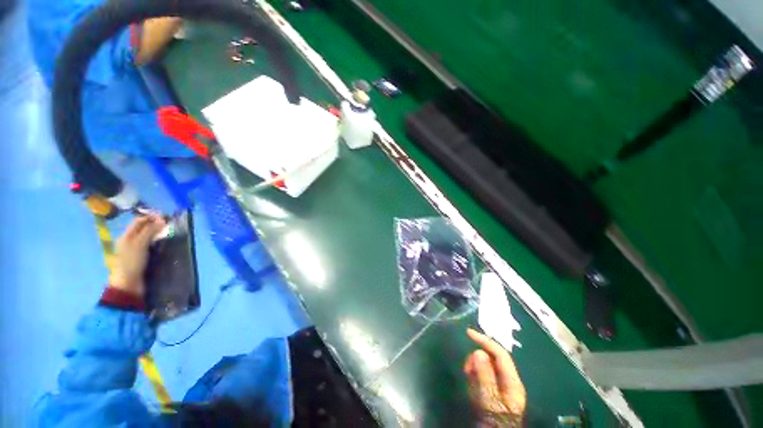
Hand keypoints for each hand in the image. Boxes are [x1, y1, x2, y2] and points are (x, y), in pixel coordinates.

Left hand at [109, 214, 166, 296]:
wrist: (129, 284)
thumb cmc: (132, 262)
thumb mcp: (140, 244)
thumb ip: (150, 231)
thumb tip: (162, 219)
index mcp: (127, 236)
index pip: (139, 221)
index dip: (151, 217)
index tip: (166, 217)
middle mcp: (130, 240)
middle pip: (143, 228)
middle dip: (156, 224)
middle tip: (170, 225)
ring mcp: (136, 249)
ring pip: (148, 236)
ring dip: (158, 233)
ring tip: (169, 233)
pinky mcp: (143, 257)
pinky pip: (151, 245)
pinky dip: (158, 242)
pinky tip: (165, 243)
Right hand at [464, 328, 525, 426]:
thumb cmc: (494, 422)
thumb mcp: (489, 402)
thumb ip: (485, 377)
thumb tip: (478, 351)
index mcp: (512, 382)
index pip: (501, 354)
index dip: (485, 341)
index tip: (468, 333)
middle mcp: (508, 381)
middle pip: (492, 357)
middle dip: (477, 357)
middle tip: (466, 369)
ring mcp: (501, 386)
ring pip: (485, 365)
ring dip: (474, 367)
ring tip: (468, 380)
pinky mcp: (492, 390)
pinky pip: (482, 374)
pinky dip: (474, 375)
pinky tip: (471, 386)